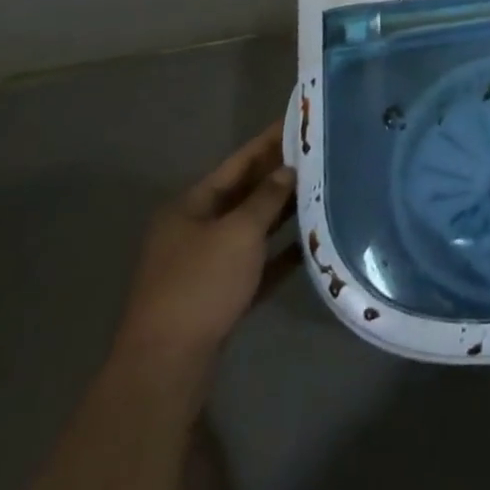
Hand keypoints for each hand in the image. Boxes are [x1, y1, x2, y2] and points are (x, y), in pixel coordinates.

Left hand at [115, 122, 298, 369]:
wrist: (166, 367)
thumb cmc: (200, 285)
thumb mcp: (239, 232)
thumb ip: (266, 198)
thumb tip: (287, 170)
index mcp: (191, 206)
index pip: (238, 163)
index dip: (269, 142)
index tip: (299, 121)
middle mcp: (194, 230)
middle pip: (244, 194)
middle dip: (280, 176)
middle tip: (321, 153)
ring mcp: (204, 265)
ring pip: (251, 228)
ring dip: (283, 213)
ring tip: (323, 191)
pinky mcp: (218, 296)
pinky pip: (255, 263)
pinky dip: (280, 252)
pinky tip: (311, 243)